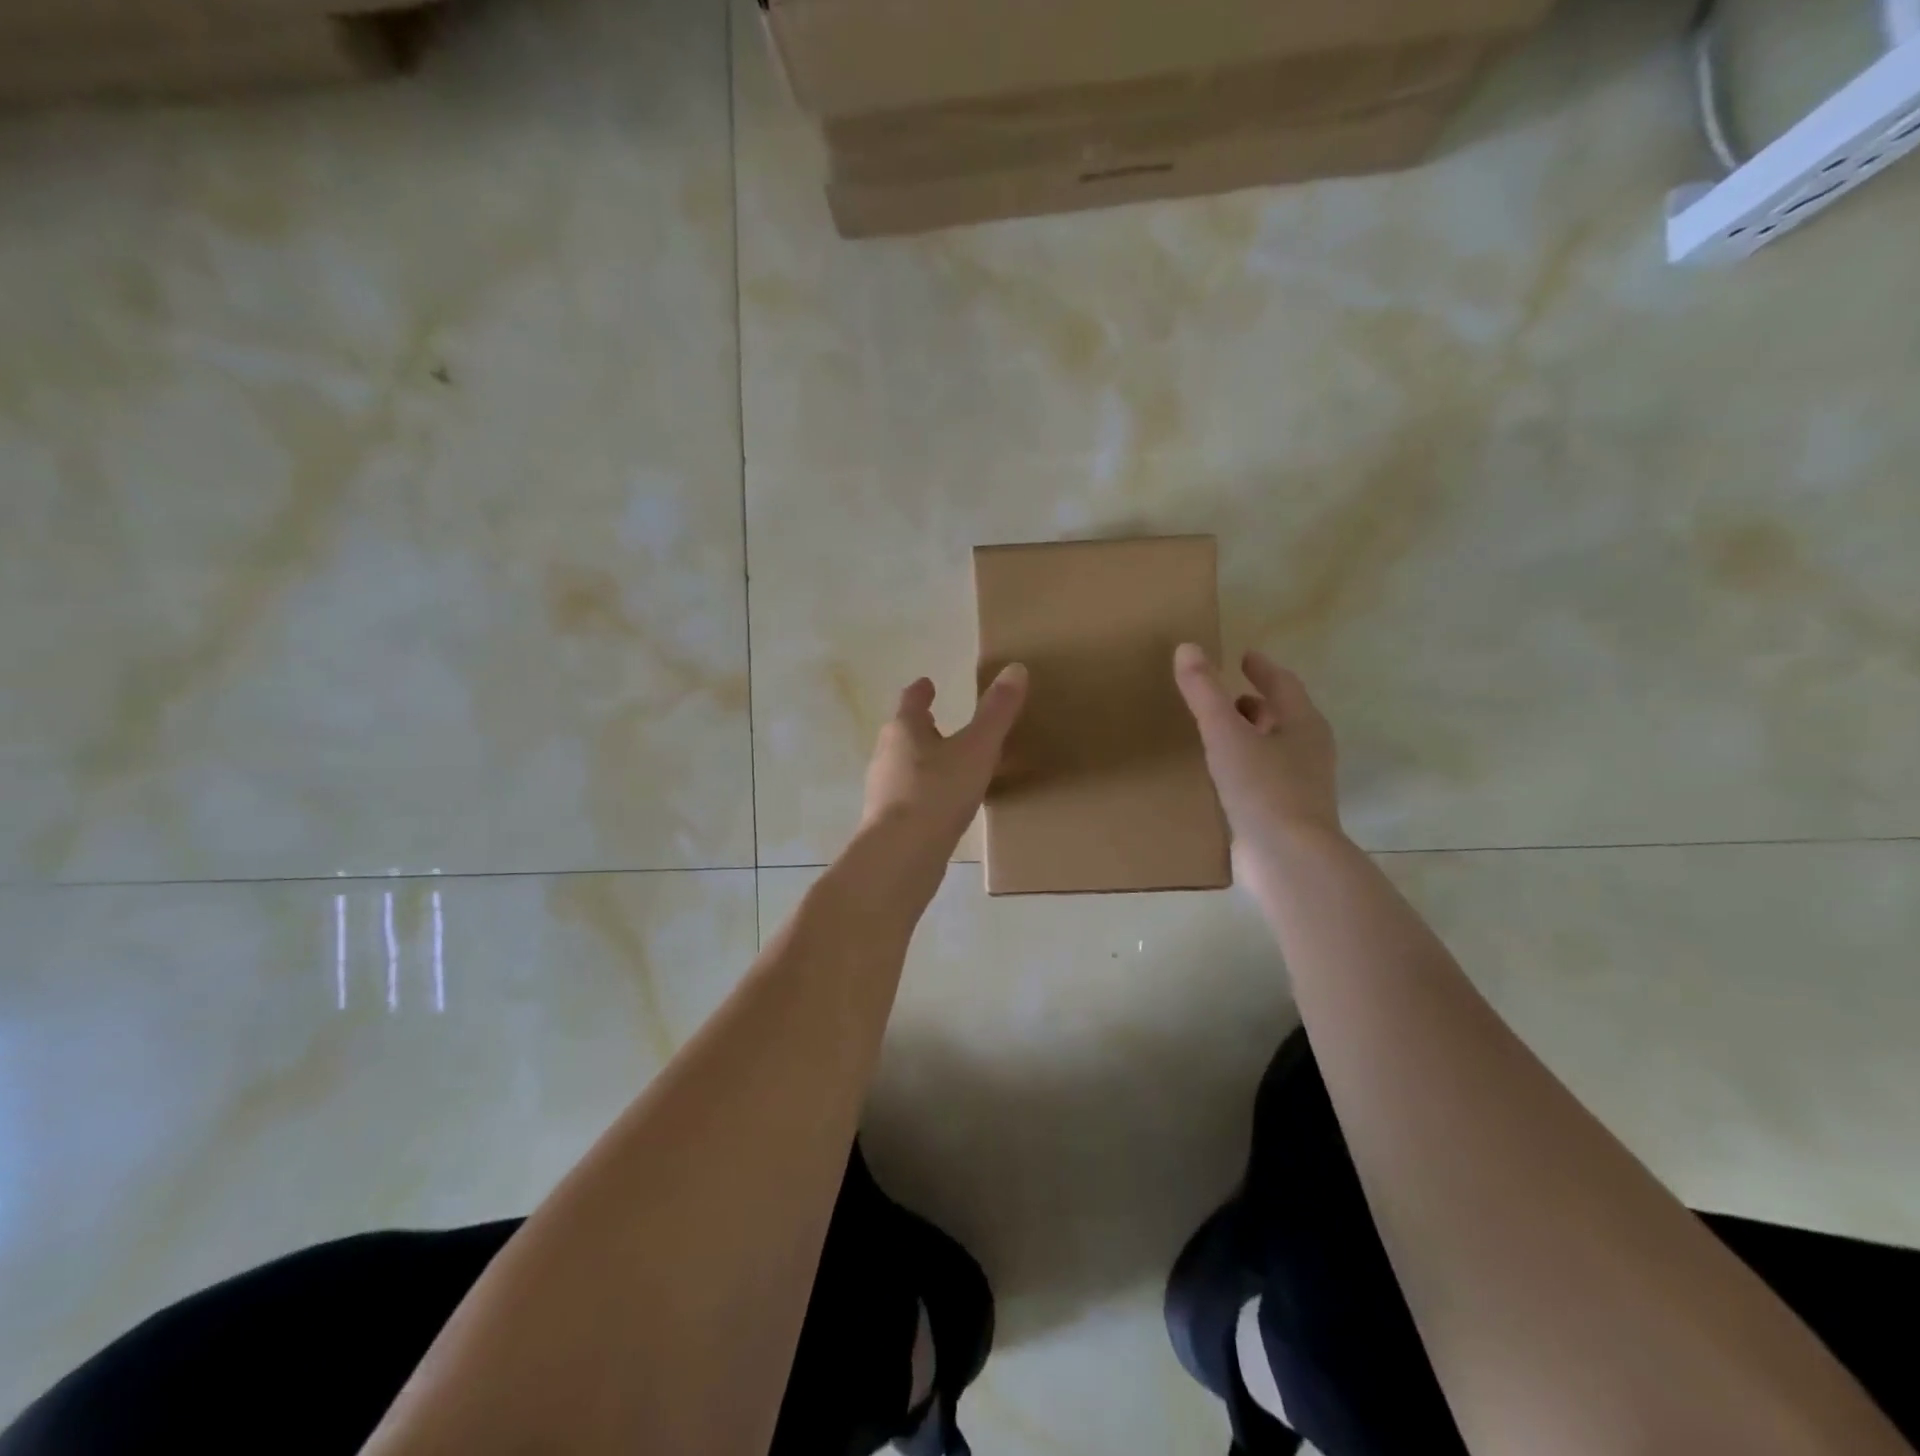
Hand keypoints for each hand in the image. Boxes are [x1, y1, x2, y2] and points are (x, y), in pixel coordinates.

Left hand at [860, 665, 1029, 858]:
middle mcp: (886, 755)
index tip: (927, 683)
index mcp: (903, 730)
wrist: (901, 854)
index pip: (910, 701)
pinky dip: (922, 793)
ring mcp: (883, 791)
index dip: (921, 691)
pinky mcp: (887, 822)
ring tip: (945, 765)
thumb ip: (997, 712)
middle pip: (902, 733)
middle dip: (920, 727)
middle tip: (938, 723)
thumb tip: (1015, 668)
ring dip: (921, 761)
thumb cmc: (938, 792)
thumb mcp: (977, 748)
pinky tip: (940, 806)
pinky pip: (907, 798)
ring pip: (902, 766)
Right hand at [1173, 644, 1341, 854]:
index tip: (1243, 656)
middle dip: (1254, 704)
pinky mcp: (1285, 813)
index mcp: (1302, 724)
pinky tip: (1220, 775)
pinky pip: (1263, 777)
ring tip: (1217, 734)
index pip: (1283, 685)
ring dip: (1249, 736)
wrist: (1289, 859)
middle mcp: (1308, 751)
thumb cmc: (1263, 788)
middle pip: (1282, 717)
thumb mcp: (1226, 734)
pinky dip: (1244, 766)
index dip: (1262, 669)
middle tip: (1224, 696)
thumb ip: (1204, 692)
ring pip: (1273, 749)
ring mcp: (1300, 785)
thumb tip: (1187, 648)